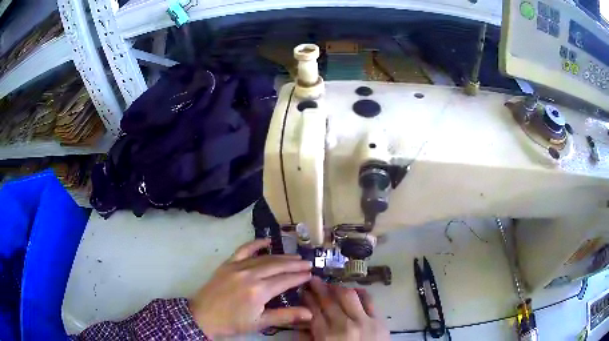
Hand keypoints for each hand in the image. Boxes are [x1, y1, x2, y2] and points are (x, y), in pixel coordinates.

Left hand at [188, 239, 312, 338]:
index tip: (311, 274)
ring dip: (281, 256)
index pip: (285, 280)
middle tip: (308, 263)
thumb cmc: (233, 323)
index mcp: (259, 291)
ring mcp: (238, 267)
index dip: (299, 276)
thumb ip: (285, 316)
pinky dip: (256, 244)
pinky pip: (244, 249)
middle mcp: (250, 275)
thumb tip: (310, 313)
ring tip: (295, 256)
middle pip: (278, 266)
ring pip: (264, 258)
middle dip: (295, 264)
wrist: (203, 317)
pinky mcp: (228, 264)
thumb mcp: (260, 323)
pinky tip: (267, 241)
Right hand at [303, 276, 389, 340]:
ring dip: (338, 288)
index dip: (308, 298)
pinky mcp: (379, 321)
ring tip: (332, 285)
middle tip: (314, 280)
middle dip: (319, 288)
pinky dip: (360, 292)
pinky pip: (369, 300)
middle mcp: (344, 325)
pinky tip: (354, 290)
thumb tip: (301, 321)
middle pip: (329, 301)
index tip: (304, 291)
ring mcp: (364, 321)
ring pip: (348, 296)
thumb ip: (309, 338)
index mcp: (326, 336)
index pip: (313, 311)